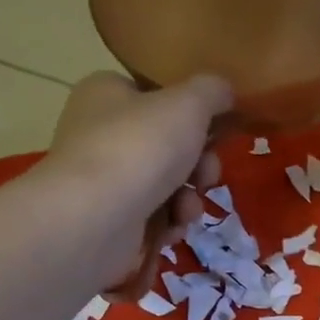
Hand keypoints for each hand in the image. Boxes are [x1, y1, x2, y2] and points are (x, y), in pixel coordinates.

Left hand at [46, 70, 232, 295]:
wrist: (95, 219)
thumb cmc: (139, 147)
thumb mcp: (188, 103)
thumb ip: (212, 91)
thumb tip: (225, 91)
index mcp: (107, 93)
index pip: (154, 96)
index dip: (189, 115)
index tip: (215, 133)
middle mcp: (99, 132)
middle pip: (168, 145)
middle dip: (198, 166)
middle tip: (206, 177)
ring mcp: (103, 179)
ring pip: (165, 185)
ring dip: (188, 199)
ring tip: (186, 210)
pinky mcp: (108, 219)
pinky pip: (152, 216)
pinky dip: (168, 223)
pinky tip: (171, 229)